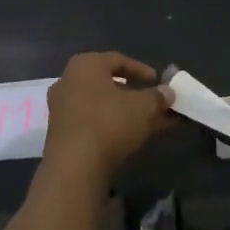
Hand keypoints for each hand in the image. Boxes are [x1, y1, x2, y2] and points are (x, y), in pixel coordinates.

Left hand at [43, 51, 172, 181]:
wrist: (74, 168)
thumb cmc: (109, 123)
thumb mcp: (144, 107)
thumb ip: (158, 96)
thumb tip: (168, 92)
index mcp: (85, 65)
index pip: (118, 60)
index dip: (141, 70)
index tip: (158, 81)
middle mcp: (69, 82)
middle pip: (109, 84)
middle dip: (136, 95)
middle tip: (155, 103)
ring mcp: (62, 109)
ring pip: (103, 106)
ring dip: (127, 112)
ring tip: (152, 122)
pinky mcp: (61, 135)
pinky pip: (93, 122)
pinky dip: (113, 125)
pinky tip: (134, 136)